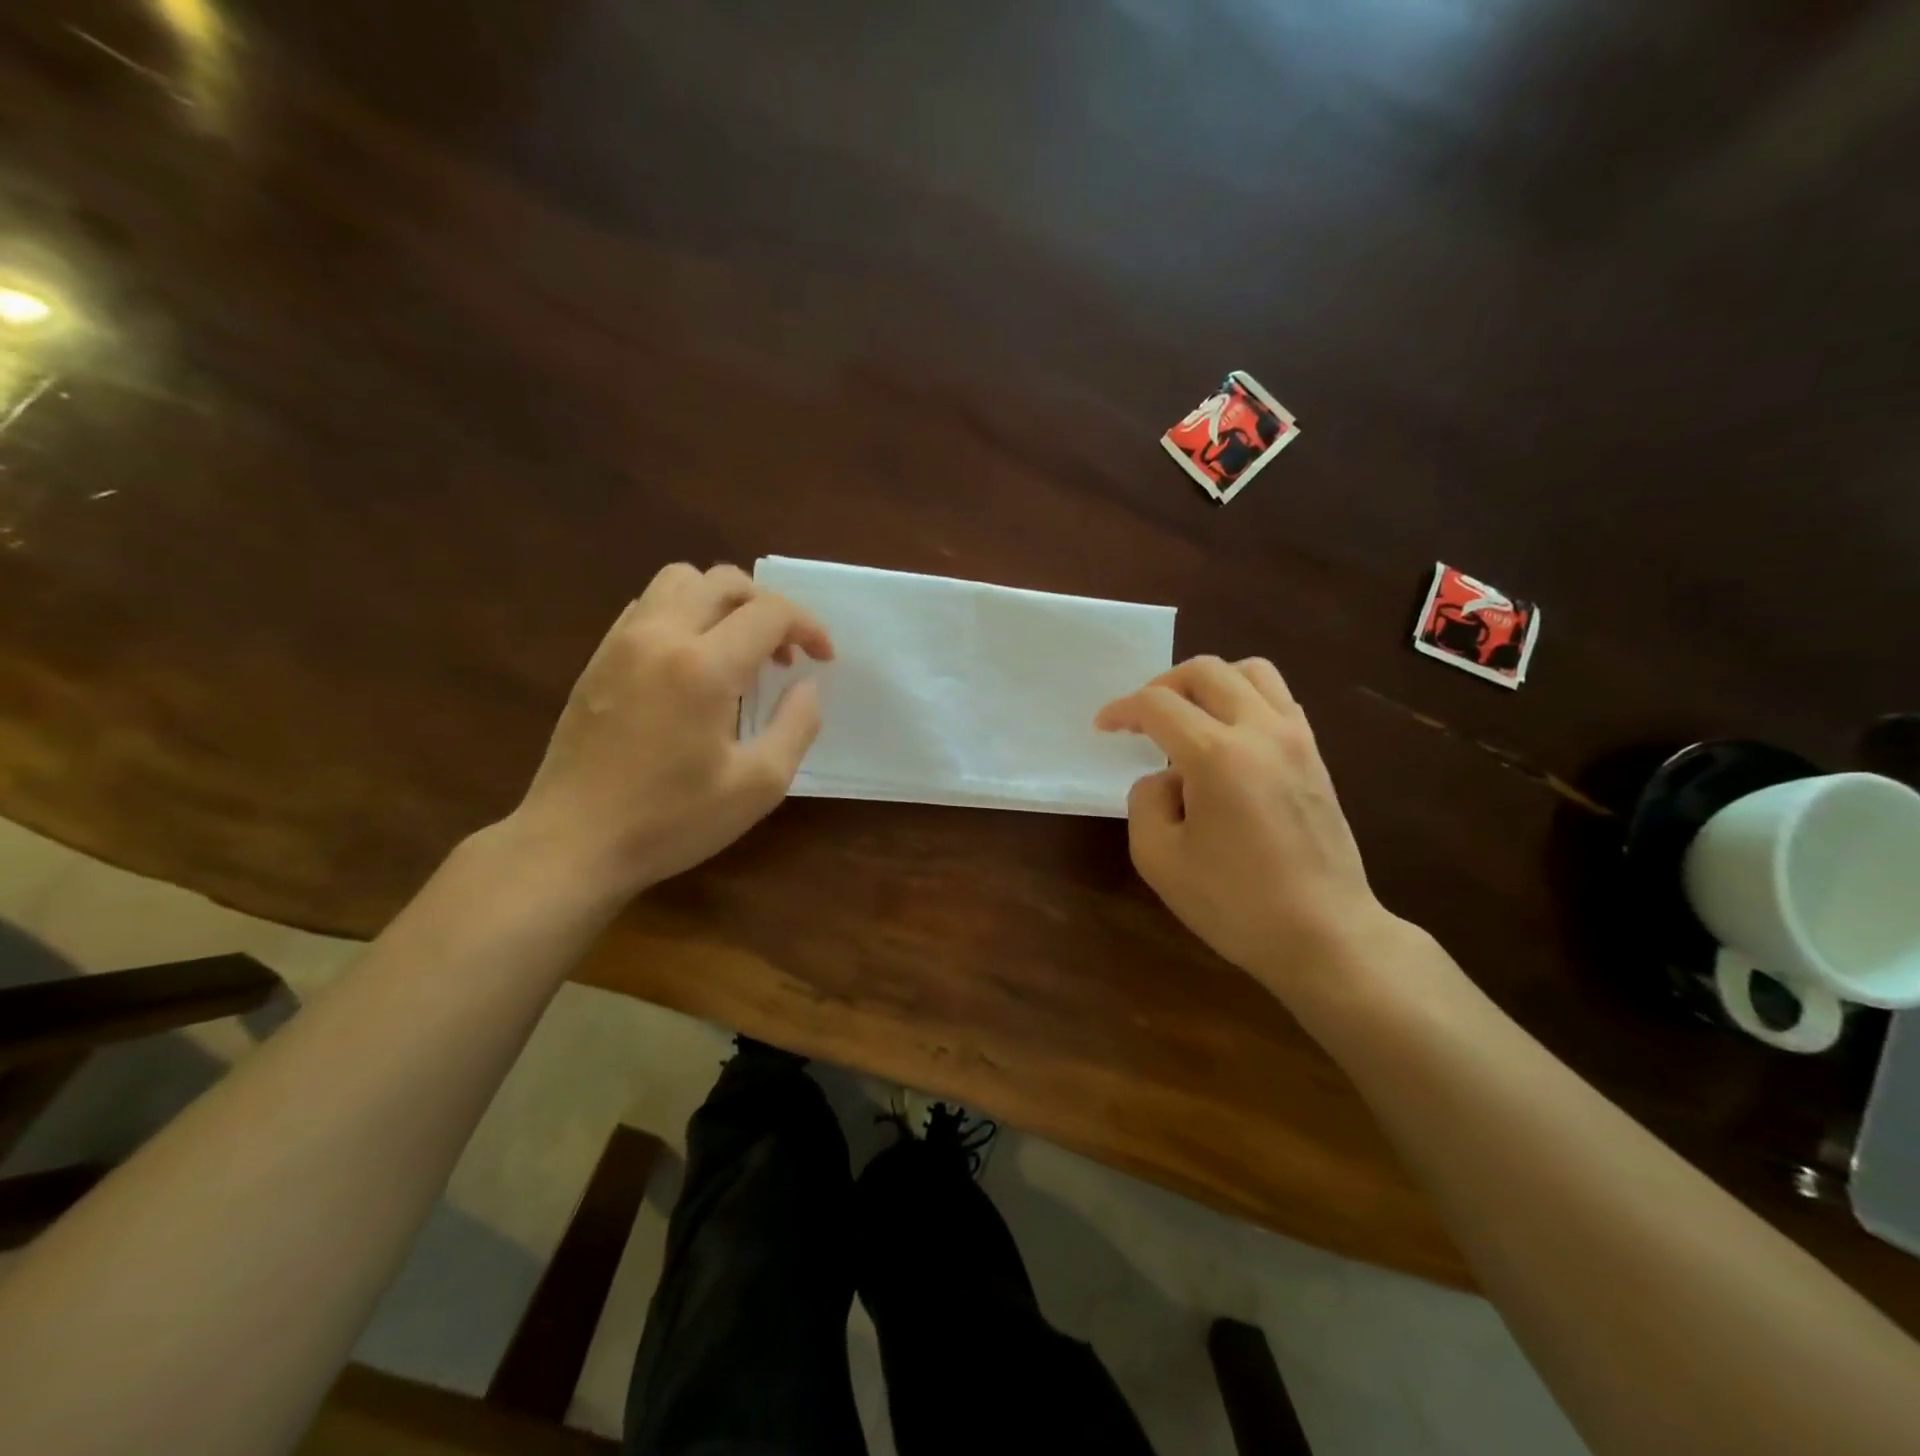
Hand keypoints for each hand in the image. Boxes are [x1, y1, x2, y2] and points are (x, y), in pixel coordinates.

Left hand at [508, 563, 832, 901]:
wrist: (572, 842)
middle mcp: (660, 636)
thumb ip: (797, 726)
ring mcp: (622, 643)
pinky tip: (692, 661)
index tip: (823, 659)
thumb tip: (807, 686)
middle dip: (768, 607)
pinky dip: (683, 614)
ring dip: (722, 602)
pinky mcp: (598, 658)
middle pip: (724, 581)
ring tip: (738, 648)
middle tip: (783, 655)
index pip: (770, 612)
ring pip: (679, 581)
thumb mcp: (758, 785)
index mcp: (704, 666)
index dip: (809, 627)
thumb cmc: (671, 820)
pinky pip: (647, 606)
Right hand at [1095, 656, 1409, 1003]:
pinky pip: (1277, 698)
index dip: (1122, 710)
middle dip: (1162, 686)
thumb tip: (1166, 778)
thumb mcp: (1158, 858)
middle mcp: (1260, 731)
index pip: (1158, 705)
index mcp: (1216, 755)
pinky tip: (1229, 737)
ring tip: (1189, 718)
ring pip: (1250, 671)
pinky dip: (1244, 699)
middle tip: (1142, 720)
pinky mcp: (1315, 755)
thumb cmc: (1234, 903)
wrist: (1324, 934)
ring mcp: (1296, 738)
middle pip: (1205, 670)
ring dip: (1209, 683)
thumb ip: (1145, 801)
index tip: (1104, 727)